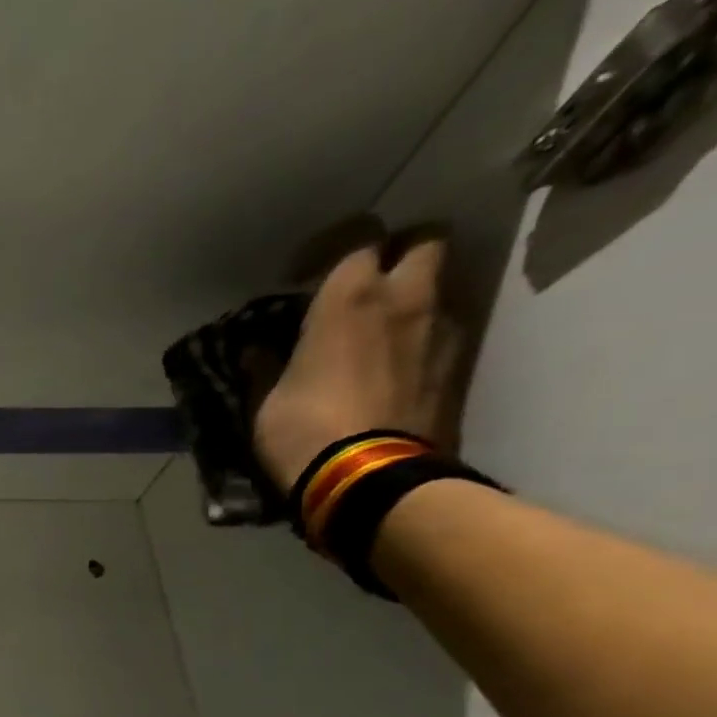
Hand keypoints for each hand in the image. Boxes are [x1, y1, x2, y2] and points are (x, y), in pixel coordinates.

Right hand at [254, 238, 465, 494]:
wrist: (368, 479)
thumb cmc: (303, 432)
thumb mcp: (265, 403)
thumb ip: (265, 368)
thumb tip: (255, 352)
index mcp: (351, 298)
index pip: (356, 237)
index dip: (331, 249)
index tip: (305, 276)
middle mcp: (406, 297)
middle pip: (423, 241)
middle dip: (398, 253)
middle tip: (366, 286)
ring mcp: (443, 329)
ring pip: (441, 285)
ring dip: (415, 297)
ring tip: (383, 330)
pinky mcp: (460, 364)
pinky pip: (445, 331)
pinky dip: (424, 337)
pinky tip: (399, 367)